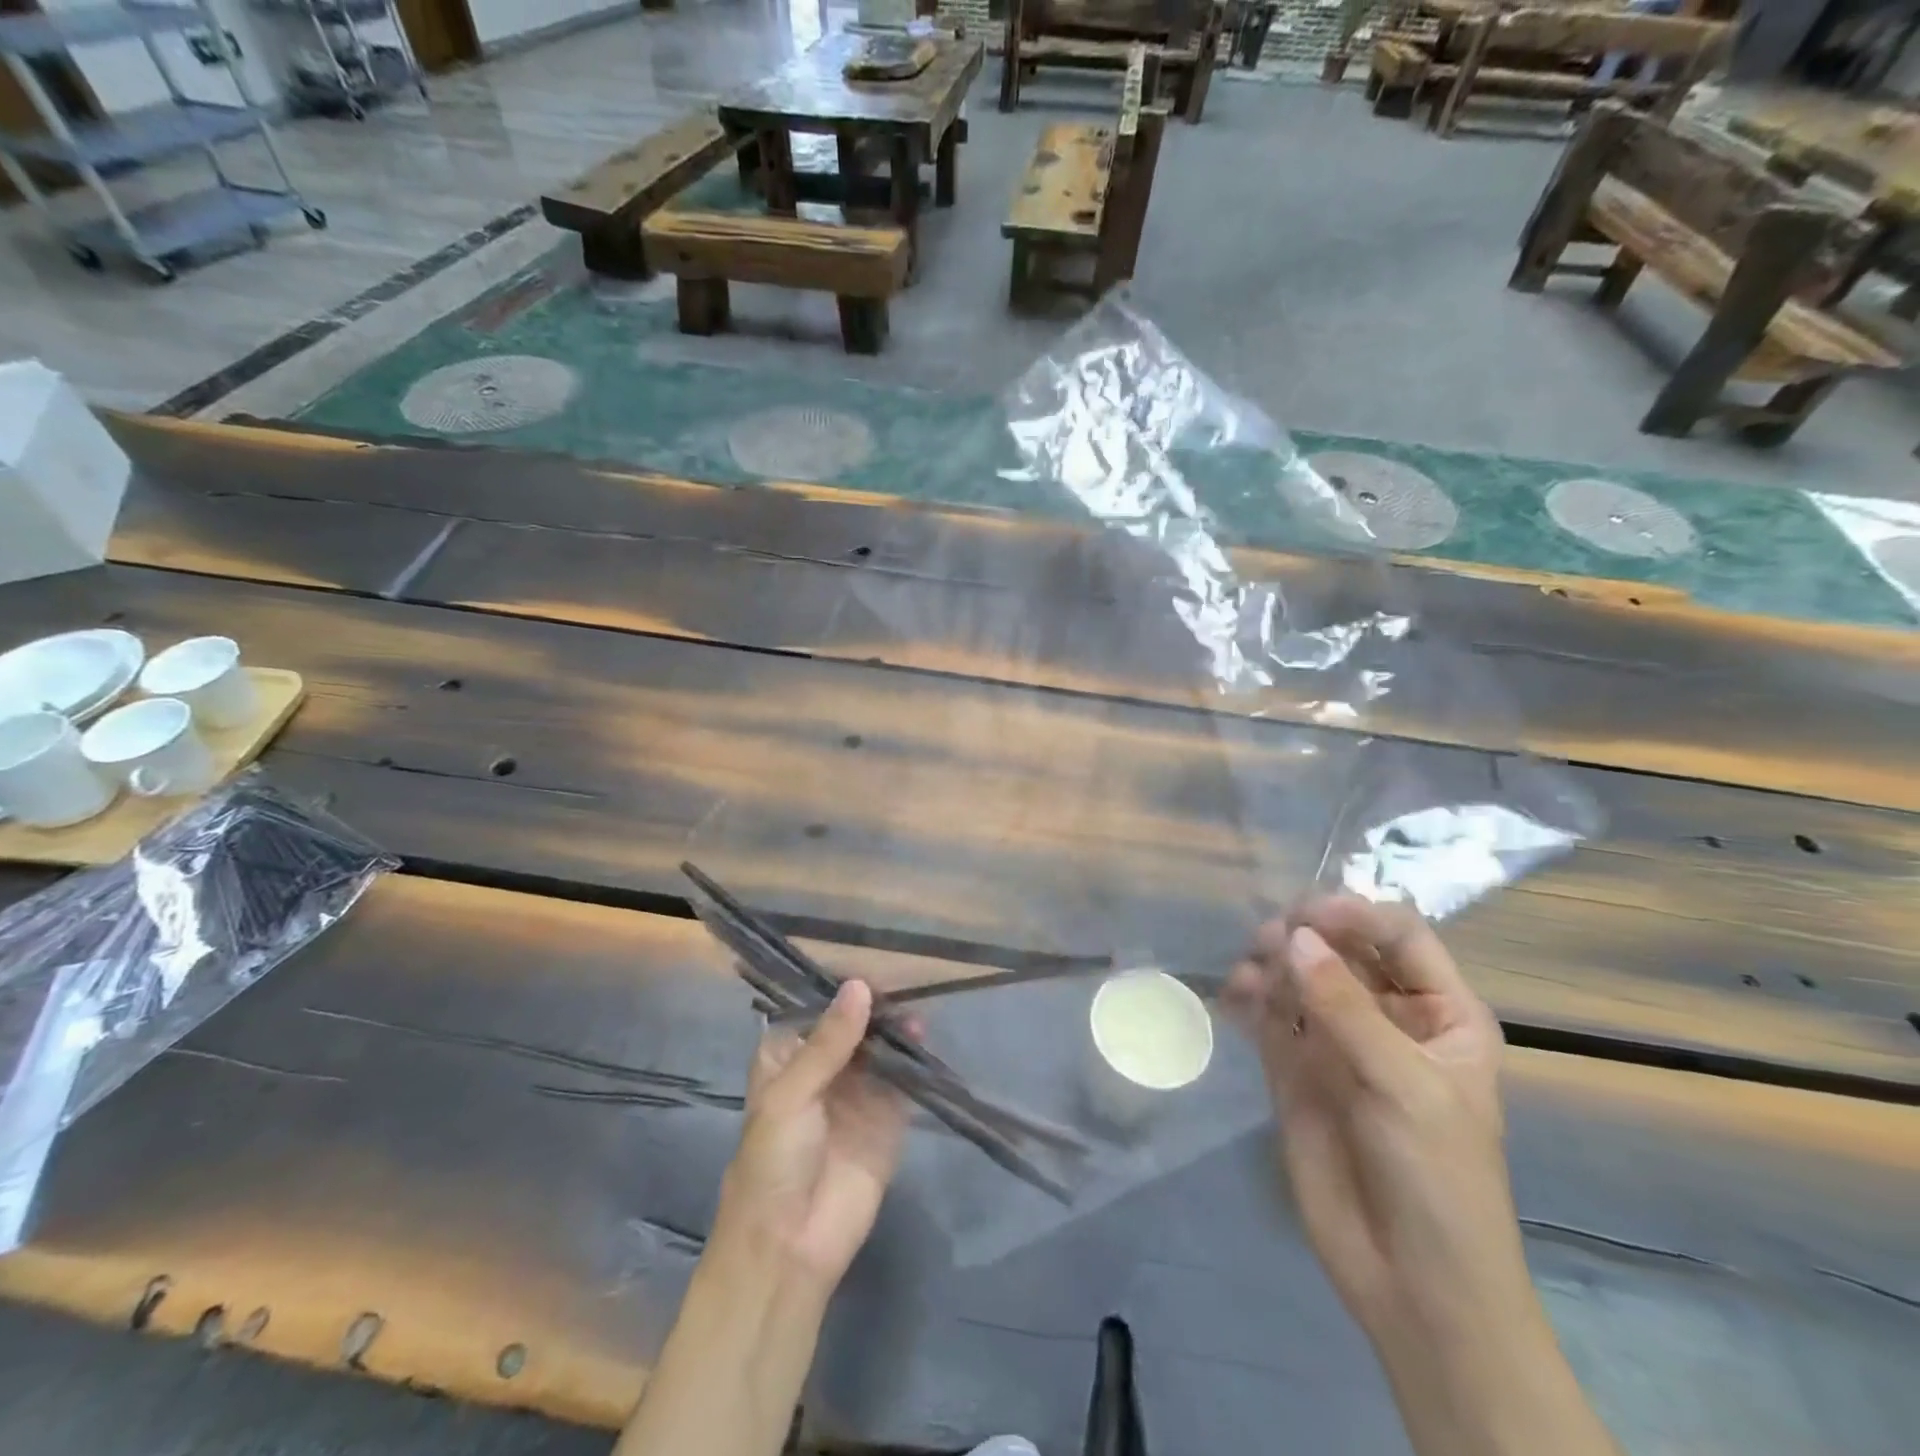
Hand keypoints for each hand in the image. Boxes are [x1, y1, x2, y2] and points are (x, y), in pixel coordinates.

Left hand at [712, 980, 911, 1290]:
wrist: (791, 1246)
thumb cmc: (773, 1161)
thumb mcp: (792, 1094)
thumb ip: (830, 1041)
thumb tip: (860, 985)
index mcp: (788, 1056)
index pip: (816, 1009)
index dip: (840, 989)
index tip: (868, 964)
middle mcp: (825, 1067)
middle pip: (853, 1024)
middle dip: (874, 1006)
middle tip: (900, 984)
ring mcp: (858, 1090)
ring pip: (880, 1046)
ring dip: (896, 1028)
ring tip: (913, 1013)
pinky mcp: (888, 1116)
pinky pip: (904, 1078)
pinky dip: (914, 1059)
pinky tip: (924, 1040)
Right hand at [1224, 894, 1529, 1342]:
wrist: (1413, 1284)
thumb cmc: (1439, 1178)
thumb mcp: (1406, 1086)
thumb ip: (1346, 1008)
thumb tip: (1292, 936)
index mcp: (1440, 1013)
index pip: (1399, 935)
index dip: (1357, 914)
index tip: (1309, 914)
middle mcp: (1387, 1016)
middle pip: (1342, 947)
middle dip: (1306, 934)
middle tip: (1269, 938)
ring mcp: (1337, 1041)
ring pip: (1300, 976)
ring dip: (1273, 962)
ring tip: (1250, 971)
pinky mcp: (1295, 1068)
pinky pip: (1270, 1015)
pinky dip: (1250, 997)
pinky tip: (1233, 994)